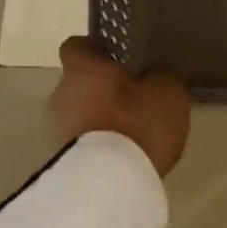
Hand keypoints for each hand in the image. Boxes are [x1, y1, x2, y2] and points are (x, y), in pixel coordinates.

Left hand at [50, 37, 191, 177]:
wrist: (110, 182)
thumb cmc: (137, 123)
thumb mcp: (168, 93)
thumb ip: (162, 77)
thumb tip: (157, 75)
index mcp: (83, 68)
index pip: (77, 46)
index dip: (96, 50)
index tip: (119, 58)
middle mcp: (62, 93)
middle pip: (80, 82)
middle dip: (103, 88)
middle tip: (134, 96)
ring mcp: (58, 128)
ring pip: (82, 112)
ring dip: (102, 117)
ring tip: (132, 129)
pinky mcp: (63, 158)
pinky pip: (85, 140)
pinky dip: (101, 143)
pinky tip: (125, 152)